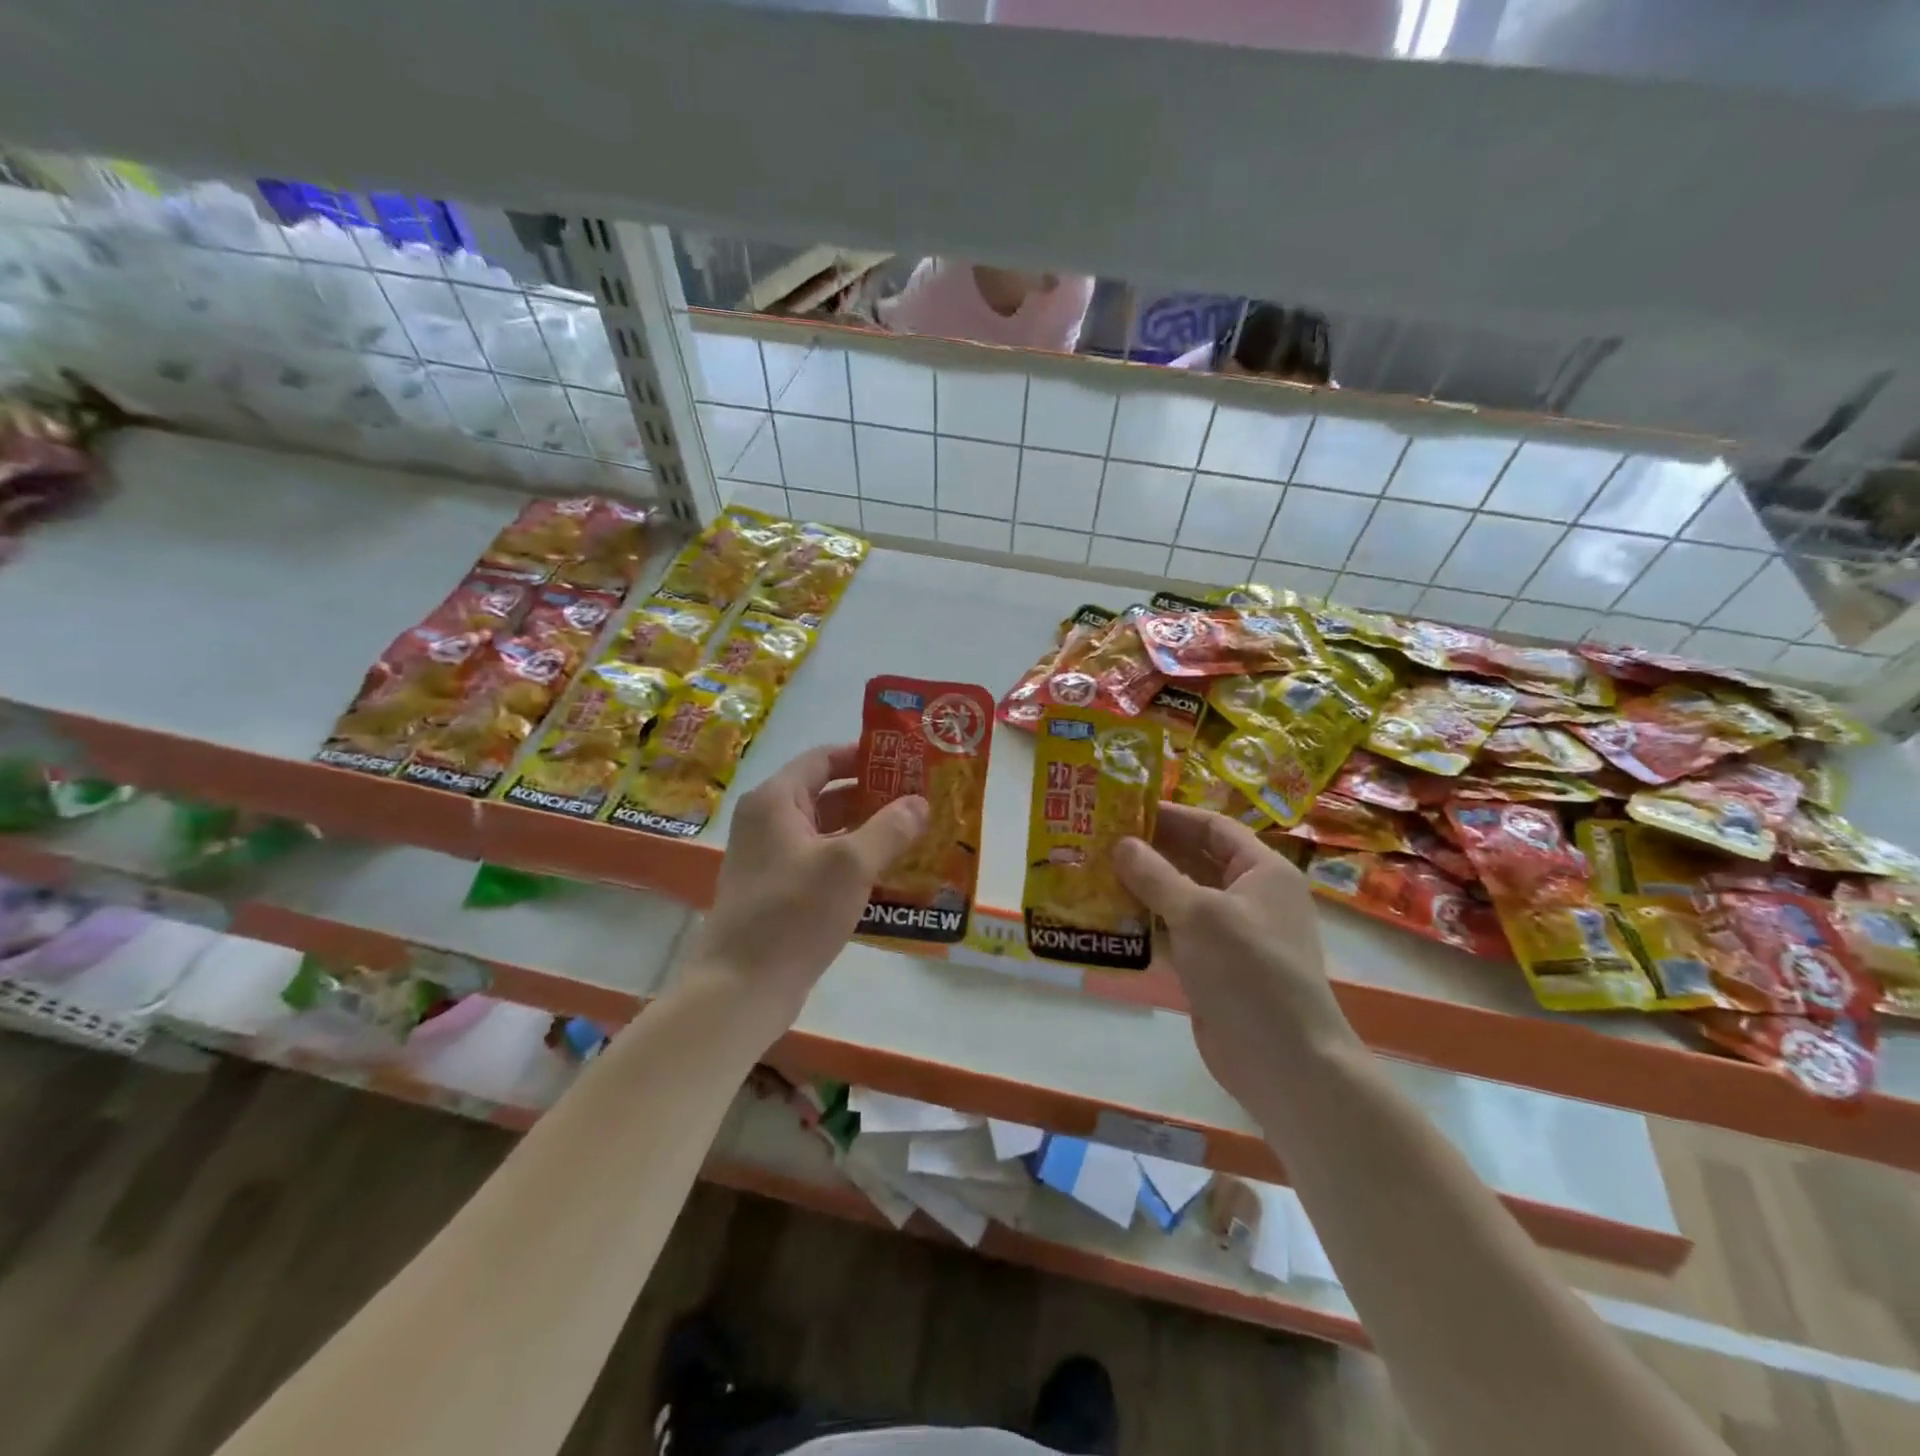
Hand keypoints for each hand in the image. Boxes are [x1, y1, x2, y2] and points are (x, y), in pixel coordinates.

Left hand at [682, 744, 926, 1037]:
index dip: (865, 756)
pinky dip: (855, 862)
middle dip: (875, 796)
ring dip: (869, 832)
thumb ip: (889, 828)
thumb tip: (919, 803)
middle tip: (922, 800)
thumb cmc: (793, 913)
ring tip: (917, 835)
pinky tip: (891, 875)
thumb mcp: (850, 865)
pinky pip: (824, 863)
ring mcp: (773, 858)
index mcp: (775, 800)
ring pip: (829, 832)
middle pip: (828, 794)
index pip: (824, 758)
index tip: (907, 762)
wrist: (741, 987)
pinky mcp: (780, 891)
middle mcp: (769, 822)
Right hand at [1115, 805, 1353, 1105]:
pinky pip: (1174, 934)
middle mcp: (1248, 896)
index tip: (1123, 808)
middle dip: (1149, 851)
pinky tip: (1106, 919)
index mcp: (1261, 871)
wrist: (1284, 1061)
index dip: (1170, 815)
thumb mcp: (1198, 913)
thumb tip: (1120, 843)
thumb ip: (1155, 875)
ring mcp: (1230, 934)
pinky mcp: (1211, 967)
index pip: (1212, 827)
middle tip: (1098, 841)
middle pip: (1193, 860)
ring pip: (1179, 899)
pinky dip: (1145, 926)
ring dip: (1141, 889)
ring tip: (1092, 874)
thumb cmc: (1248, 971)